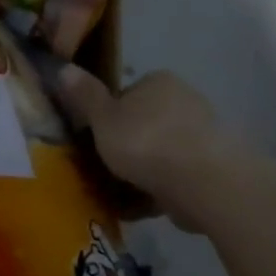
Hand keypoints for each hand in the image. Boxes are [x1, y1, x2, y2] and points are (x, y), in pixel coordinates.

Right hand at [54, 67, 229, 229]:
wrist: (204, 183)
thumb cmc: (145, 142)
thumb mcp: (103, 118)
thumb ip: (85, 96)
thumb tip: (63, 67)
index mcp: (158, 81)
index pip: (126, 95)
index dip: (106, 118)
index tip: (94, 141)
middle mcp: (184, 100)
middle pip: (144, 123)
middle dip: (126, 146)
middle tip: (103, 171)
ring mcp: (202, 133)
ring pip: (160, 152)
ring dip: (143, 171)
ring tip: (119, 196)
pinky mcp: (213, 166)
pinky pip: (176, 175)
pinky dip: (160, 189)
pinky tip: (142, 207)